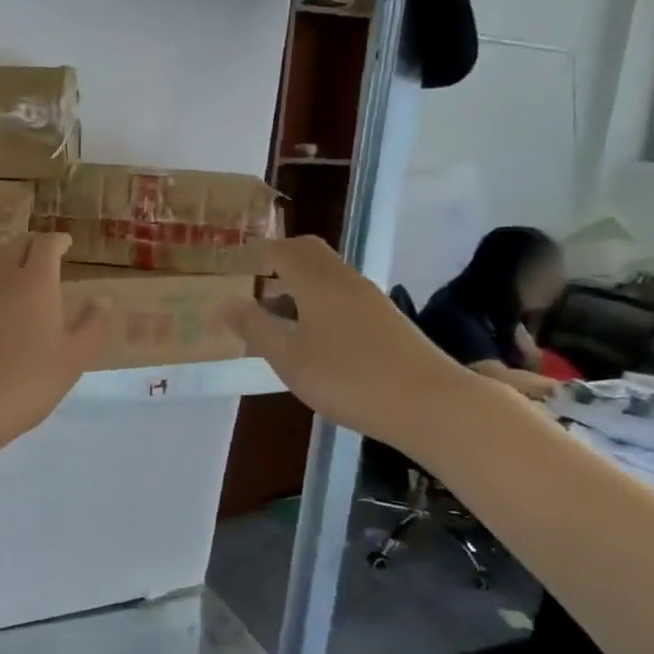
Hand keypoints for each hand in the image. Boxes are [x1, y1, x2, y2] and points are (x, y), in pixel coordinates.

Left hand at [0, 233, 111, 461]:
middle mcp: (0, 280)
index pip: (45, 245)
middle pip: (15, 246)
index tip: (66, 243)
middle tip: (46, 253)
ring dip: (10, 259)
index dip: (57, 241)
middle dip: (32, 244)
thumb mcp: (72, 360)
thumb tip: (101, 301)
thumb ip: (91, 328)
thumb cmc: (24, 381)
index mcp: (34, 282)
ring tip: (22, 273)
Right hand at [219, 236, 471, 445]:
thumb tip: (222, 303)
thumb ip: (254, 327)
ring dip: (298, 284)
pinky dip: (317, 300)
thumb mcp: (289, 358)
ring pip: (326, 274)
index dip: (253, 252)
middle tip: (252, 282)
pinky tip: (312, 336)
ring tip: (275, 317)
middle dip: (278, 260)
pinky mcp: (386, 318)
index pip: (280, 249)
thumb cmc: (348, 378)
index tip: (230, 263)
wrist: (431, 403)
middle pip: (307, 252)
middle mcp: (344, 279)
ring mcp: (369, 297)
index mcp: (316, 281)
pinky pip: (341, 293)